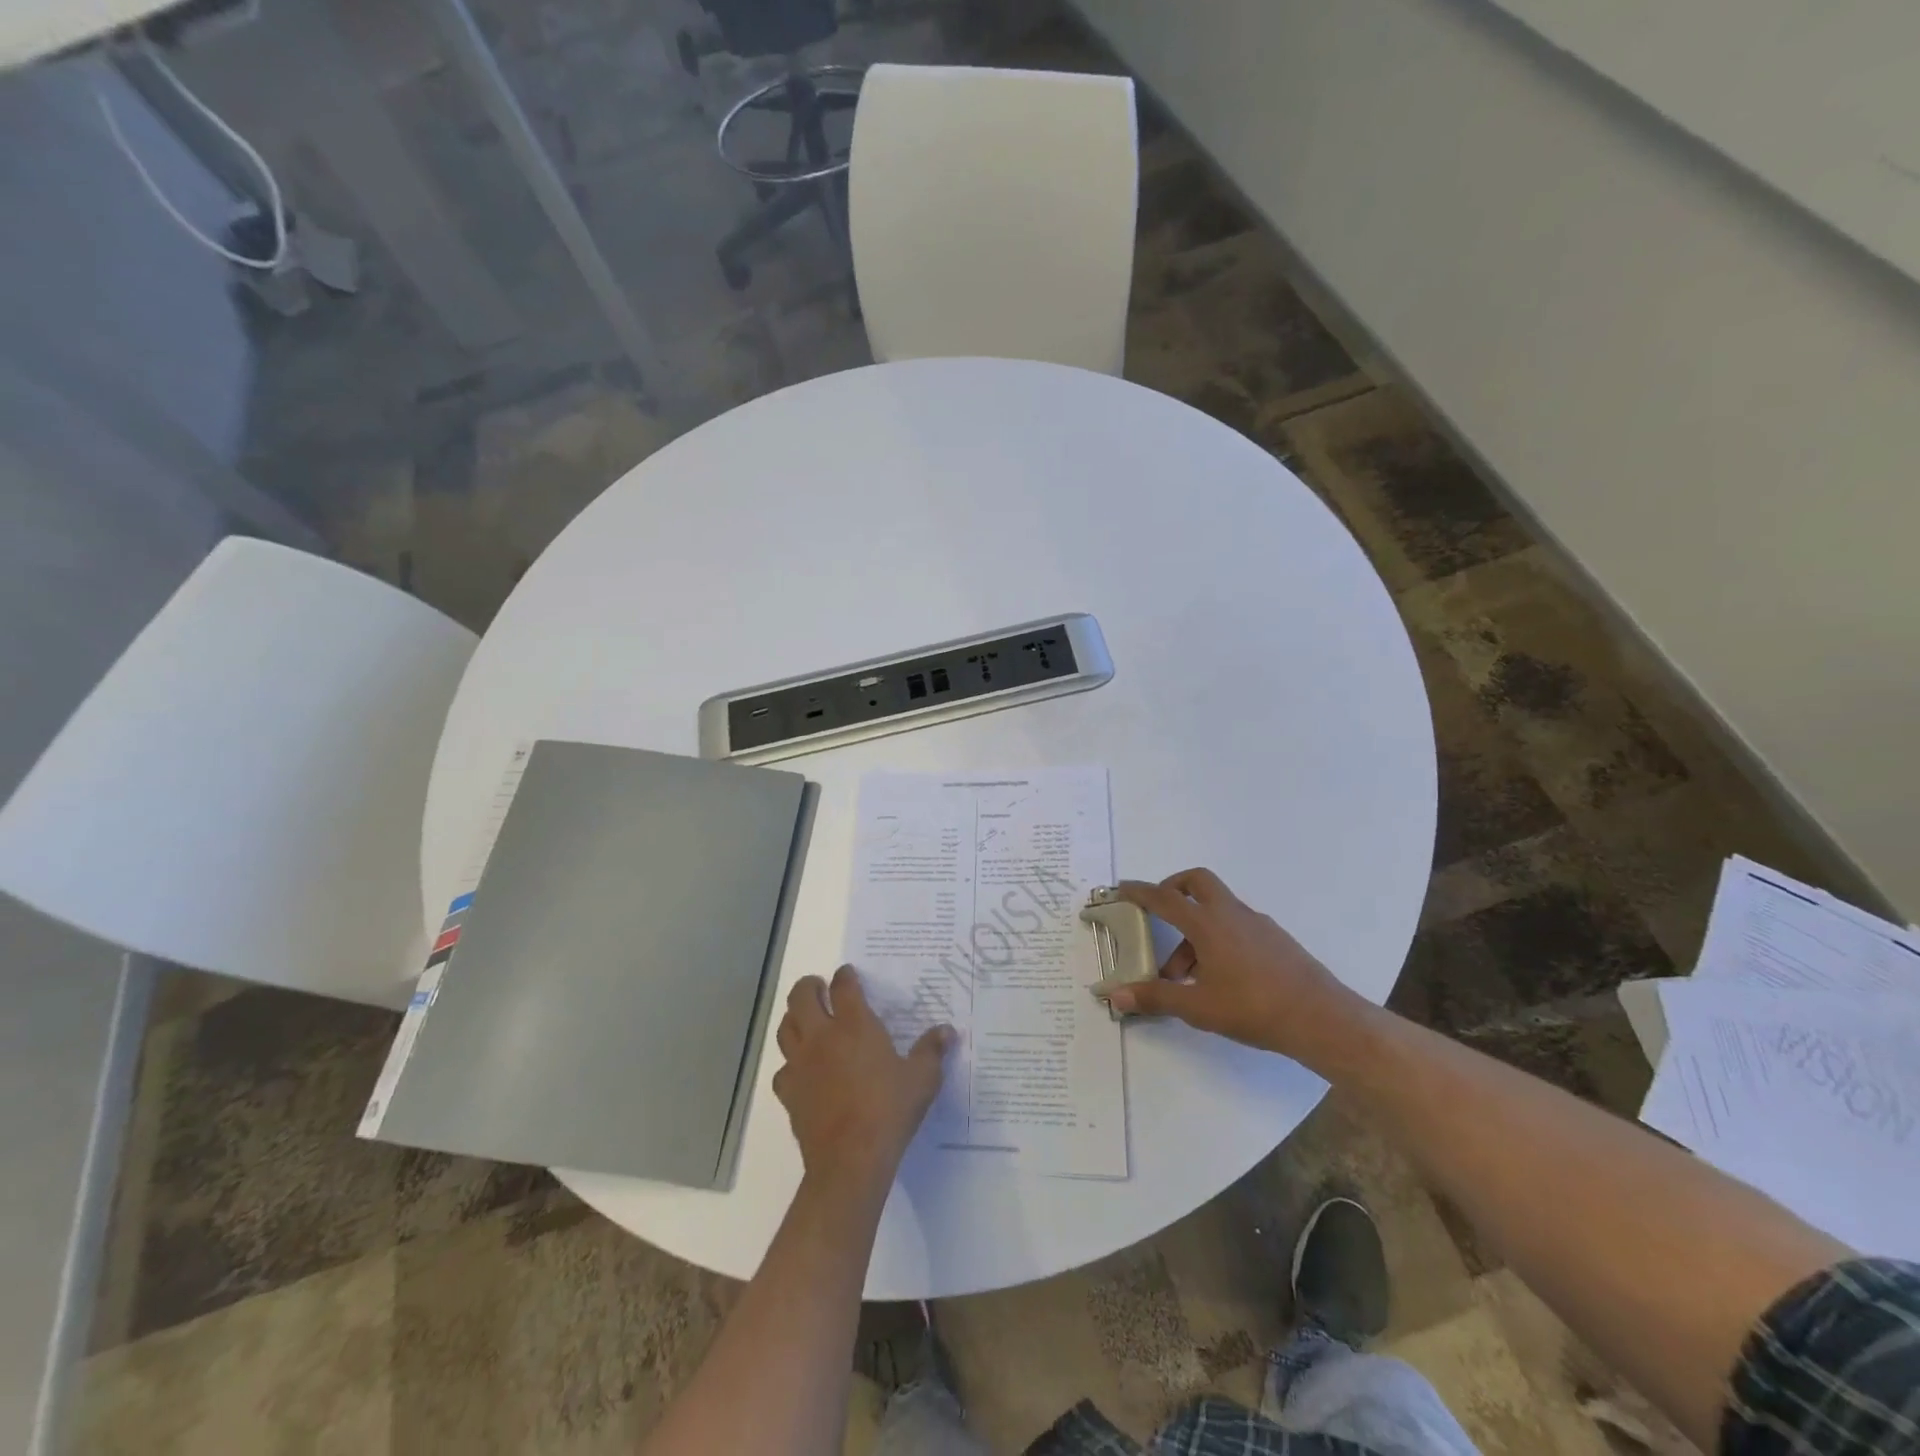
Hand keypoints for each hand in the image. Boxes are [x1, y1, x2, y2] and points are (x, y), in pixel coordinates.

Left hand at [773, 965, 951, 1190]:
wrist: (850, 1159)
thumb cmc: (889, 1111)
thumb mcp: (922, 1079)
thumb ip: (932, 1051)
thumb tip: (947, 1030)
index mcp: (854, 1025)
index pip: (844, 987)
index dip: (845, 976)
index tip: (849, 974)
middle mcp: (822, 1036)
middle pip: (802, 997)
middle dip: (809, 986)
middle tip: (818, 987)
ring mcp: (800, 1064)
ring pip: (785, 1028)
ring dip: (794, 1017)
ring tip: (805, 1019)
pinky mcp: (788, 1093)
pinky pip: (782, 1069)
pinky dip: (790, 1063)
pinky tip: (801, 1070)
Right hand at [1104, 868, 1360, 1055]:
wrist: (1321, 1019)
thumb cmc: (1253, 1008)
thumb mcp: (1197, 1007)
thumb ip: (1155, 998)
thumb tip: (1115, 996)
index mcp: (1208, 923)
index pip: (1165, 898)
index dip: (1140, 891)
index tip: (1122, 888)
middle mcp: (1231, 914)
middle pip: (1197, 881)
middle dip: (1173, 889)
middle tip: (1158, 912)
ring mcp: (1257, 924)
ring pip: (1217, 909)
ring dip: (1194, 929)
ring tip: (1183, 975)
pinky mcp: (1275, 939)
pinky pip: (1236, 926)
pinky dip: (1218, 939)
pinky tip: (1218, 977)